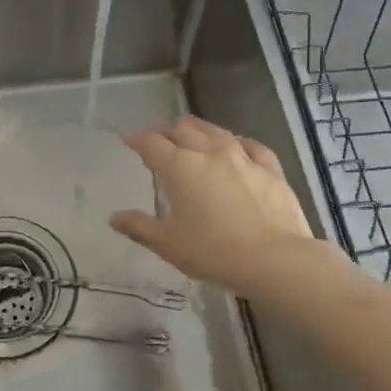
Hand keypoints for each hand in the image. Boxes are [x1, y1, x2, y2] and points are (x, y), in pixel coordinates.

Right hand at [109, 117, 328, 297]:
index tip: (128, 140)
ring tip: (190, 132)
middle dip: (166, 131)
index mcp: (179, 167)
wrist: (275, 260)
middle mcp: (209, 153)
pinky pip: (250, 145)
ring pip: (215, 131)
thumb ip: (139, 228)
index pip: (151, 144)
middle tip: (158, 138)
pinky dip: (236, 142)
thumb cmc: (214, 252)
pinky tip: (237, 145)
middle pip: (183, 130)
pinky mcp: (270, 168)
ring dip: (197, 129)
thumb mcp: (169, 245)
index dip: (137, 139)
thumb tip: (114, 218)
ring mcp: (242, 157)